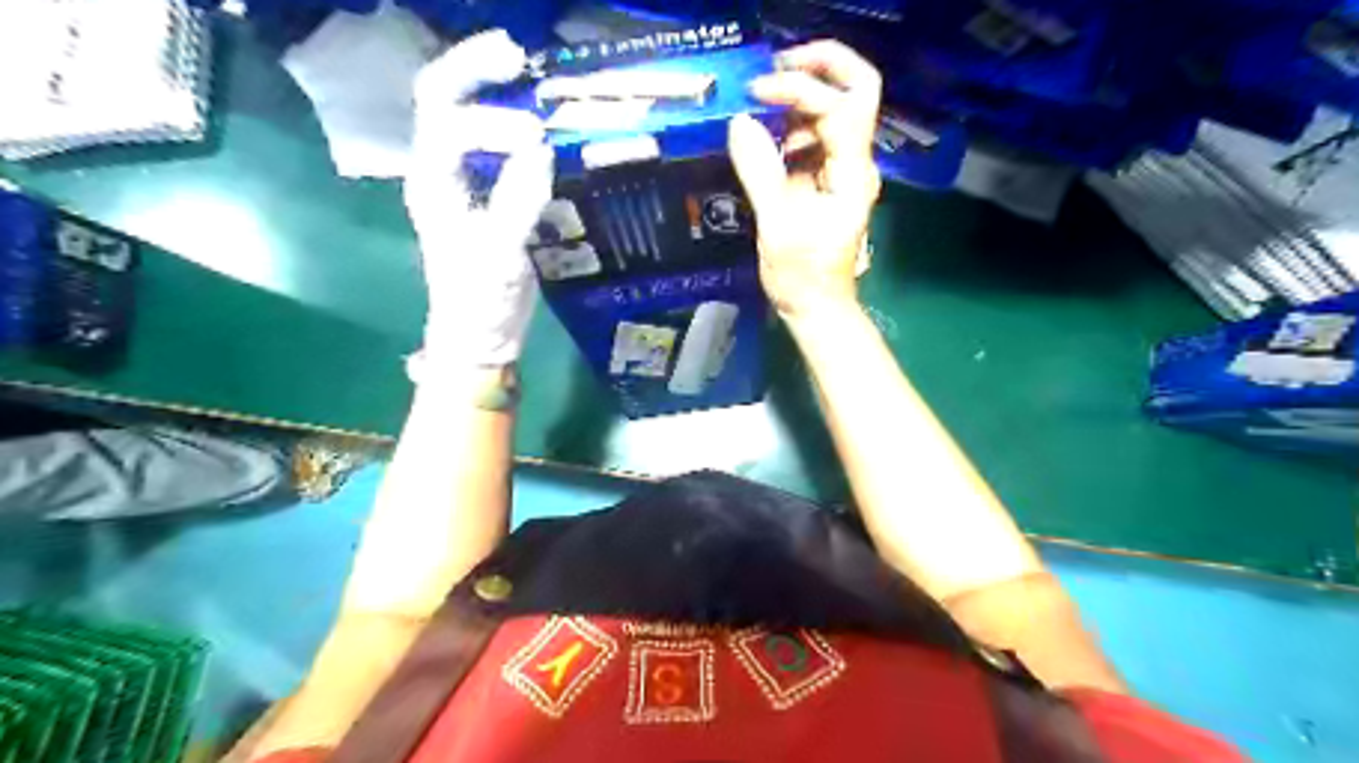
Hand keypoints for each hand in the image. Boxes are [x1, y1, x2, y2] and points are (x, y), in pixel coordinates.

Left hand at [403, 31, 550, 369]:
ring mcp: (459, 182)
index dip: (492, 119)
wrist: (478, 334)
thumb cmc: (480, 299)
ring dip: (487, 87)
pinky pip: (487, 143)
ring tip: (524, 73)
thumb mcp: (501, 254)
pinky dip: (506, 122)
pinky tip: (535, 123)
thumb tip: (541, 148)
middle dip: (473, 68)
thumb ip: (518, 200)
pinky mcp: (483, 195)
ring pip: (460, 115)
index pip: (449, 122)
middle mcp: (438, 171)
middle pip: (440, 98)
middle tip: (516, 54)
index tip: (538, 138)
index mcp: (433, 182)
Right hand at [726, 42, 886, 321]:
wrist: (816, 306)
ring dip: (799, 98)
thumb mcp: (777, 226)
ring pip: (832, 111)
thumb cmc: (802, 275)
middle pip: (856, 91)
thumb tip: (740, 123)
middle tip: (774, 69)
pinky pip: (813, 137)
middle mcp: (855, 163)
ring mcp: (842, 169)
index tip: (757, 94)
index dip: (800, 89)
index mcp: (851, 174)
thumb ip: (760, 172)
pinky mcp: (826, 178)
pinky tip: (764, 135)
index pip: (840, 106)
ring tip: (759, 100)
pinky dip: (789, 126)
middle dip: (820, 68)